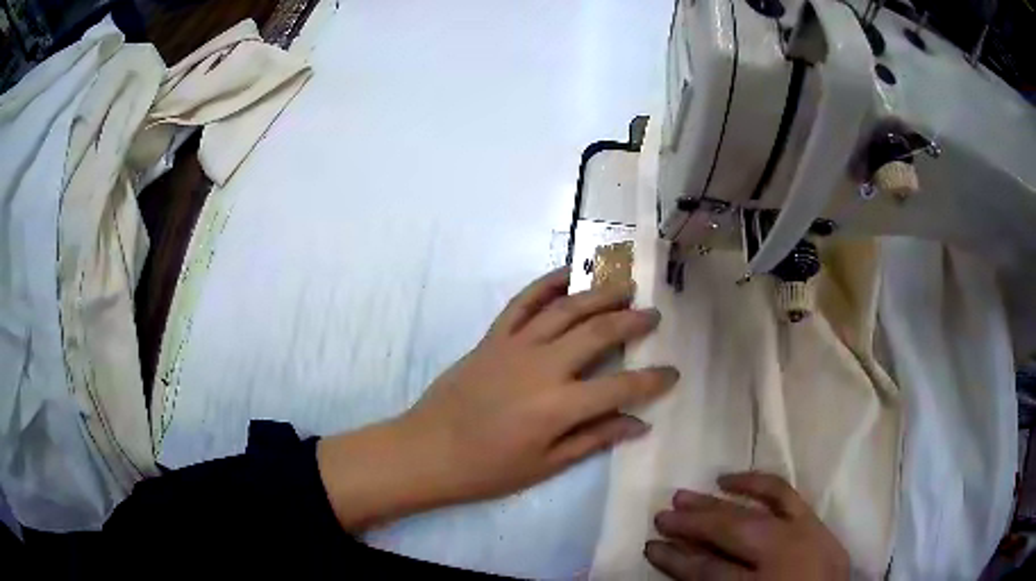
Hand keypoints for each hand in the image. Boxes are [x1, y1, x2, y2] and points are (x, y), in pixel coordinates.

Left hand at [318, 267, 677, 529]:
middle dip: (632, 322)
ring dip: (599, 294)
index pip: (621, 386)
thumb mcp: (545, 465)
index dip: (652, 380)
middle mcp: (542, 367)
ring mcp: (514, 346)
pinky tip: (568, 273)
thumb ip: (594, 439)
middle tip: (653, 316)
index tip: (672, 372)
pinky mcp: (492, 338)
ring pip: (566, 309)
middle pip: (598, 333)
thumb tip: (638, 423)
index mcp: (559, 406)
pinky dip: (546, 283)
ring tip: (624, 286)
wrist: (427, 451)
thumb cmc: (487, 469)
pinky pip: (522, 302)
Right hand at [645, 473, 849, 580]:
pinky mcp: (816, 522)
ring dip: (715, 503)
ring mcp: (804, 534)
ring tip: (684, 496)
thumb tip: (685, 565)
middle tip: (661, 516)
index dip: (676, 561)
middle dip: (692, 526)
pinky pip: (786, 494)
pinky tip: (732, 479)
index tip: (650, 547)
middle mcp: (784, 555)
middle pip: (730, 535)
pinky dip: (758, 483)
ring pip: (753, 512)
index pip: (708, 572)